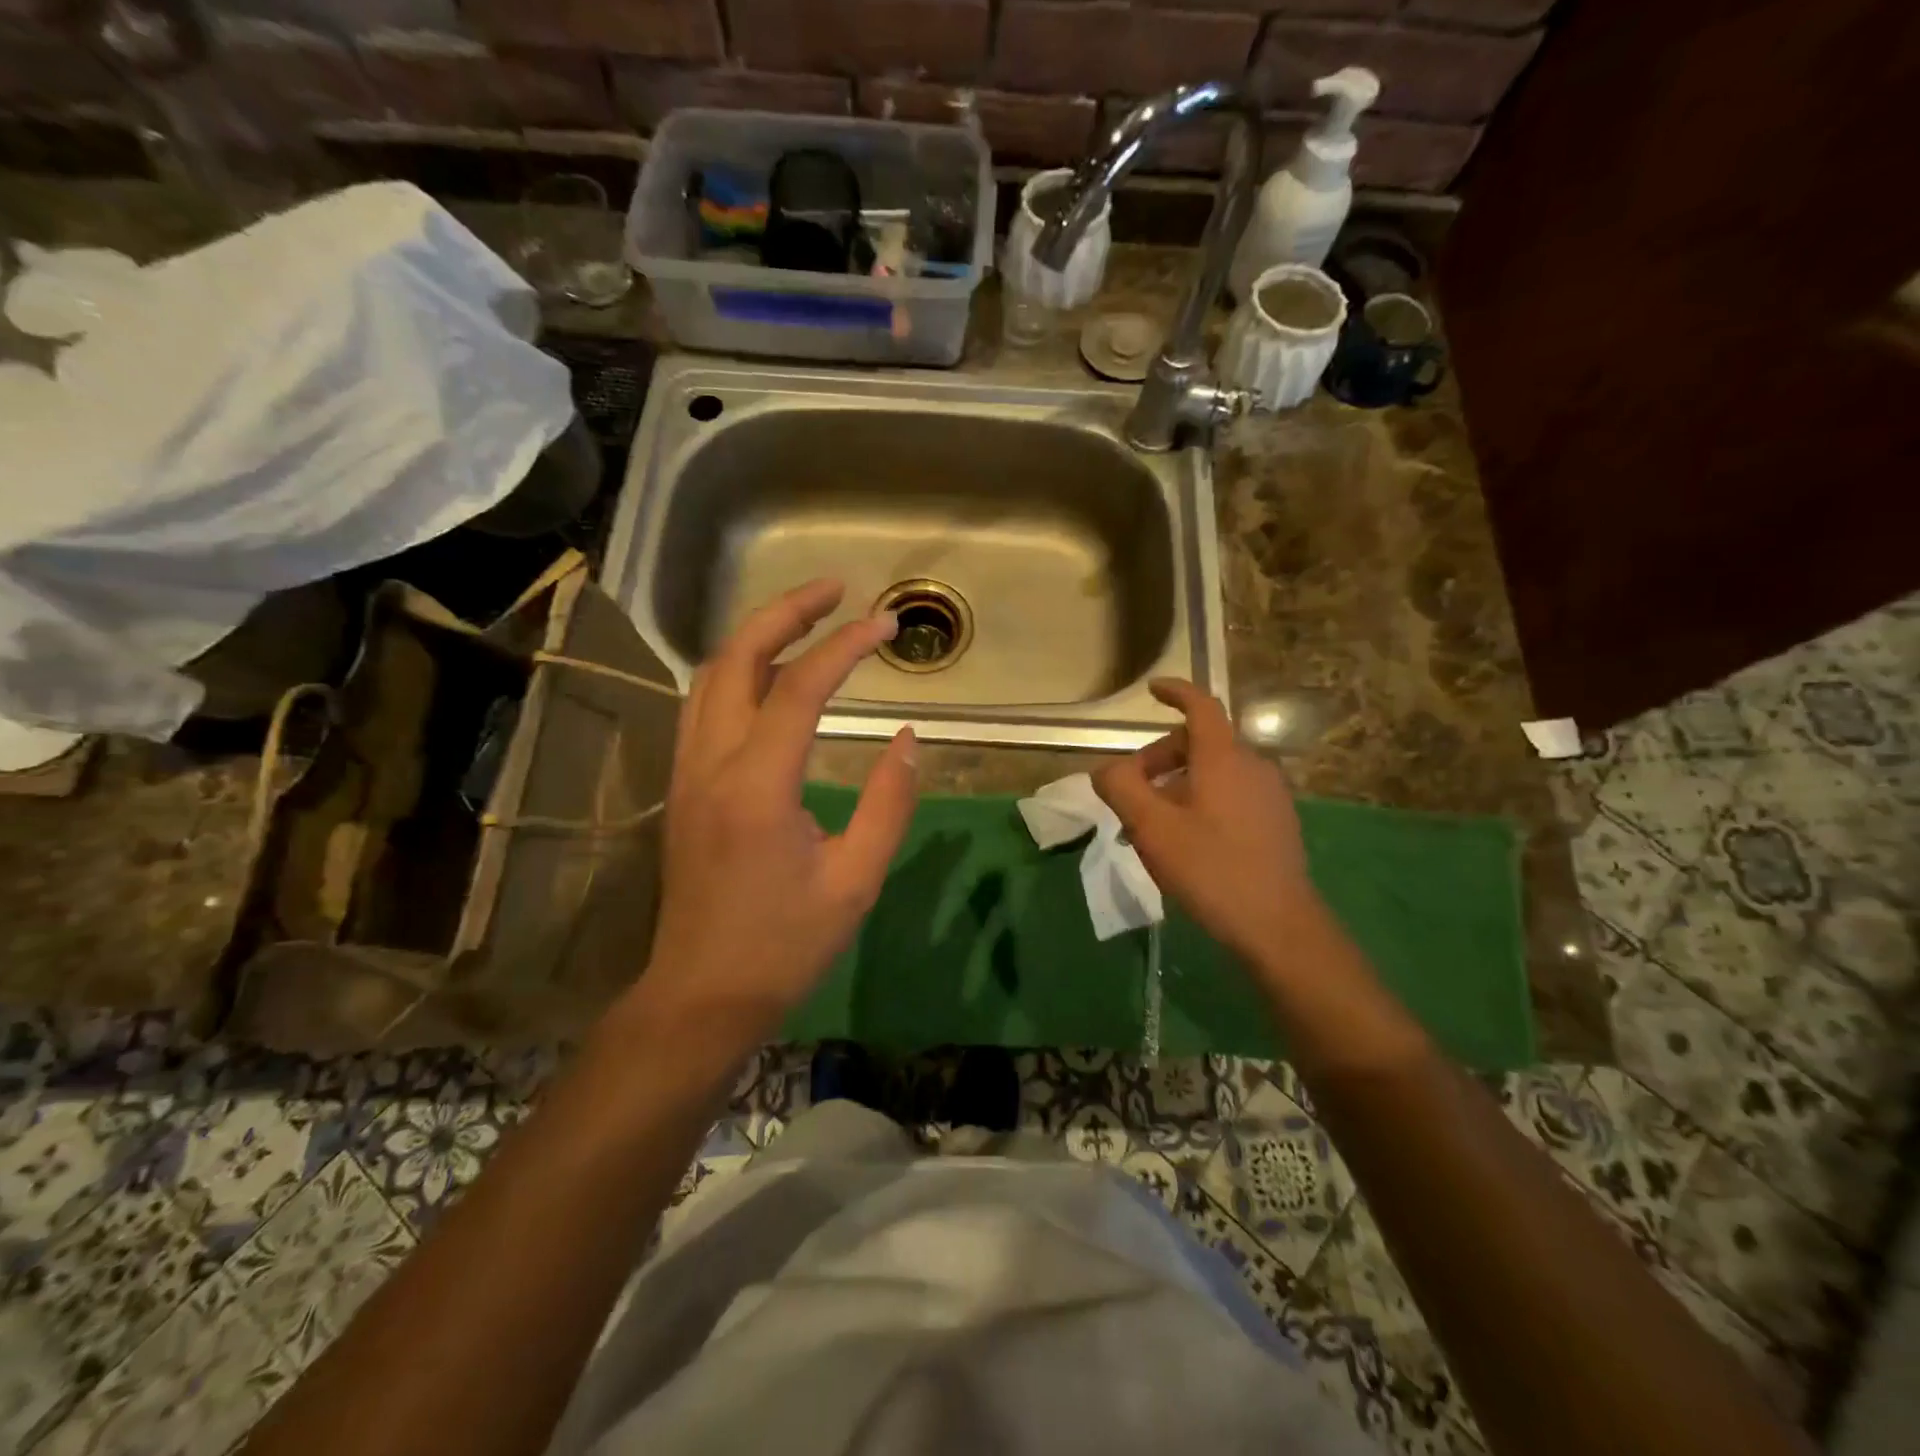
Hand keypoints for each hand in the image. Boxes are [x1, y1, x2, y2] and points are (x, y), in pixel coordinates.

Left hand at [636, 579, 917, 1053]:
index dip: (844, 646)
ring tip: (807, 618)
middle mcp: (711, 764)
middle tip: (835, 590)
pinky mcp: (684, 787)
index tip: (886, 624)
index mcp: (757, 786)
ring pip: (710, 676)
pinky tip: (770, 675)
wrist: (702, 994)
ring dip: (757, 636)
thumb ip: (888, 802)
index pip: (799, 688)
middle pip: (736, 658)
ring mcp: (688, 773)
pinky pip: (704, 706)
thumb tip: (907, 739)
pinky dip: (738, 671)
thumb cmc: (785, 944)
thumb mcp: (857, 879)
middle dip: (786, 611)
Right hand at [1094, 679, 1326, 976]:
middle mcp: (1252, 766)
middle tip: (1132, 795)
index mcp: (1224, 758)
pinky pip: (1230, 795)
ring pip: (1214, 772)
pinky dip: (1200, 802)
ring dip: (1177, 785)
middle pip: (1200, 743)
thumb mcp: (1151, 828)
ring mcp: (1269, 795)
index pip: (1201, 707)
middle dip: (1160, 758)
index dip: (1176, 693)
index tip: (1151, 690)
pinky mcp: (1276, 822)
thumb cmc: (1210, 868)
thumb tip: (1106, 770)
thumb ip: (1121, 788)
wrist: (1278, 926)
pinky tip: (1185, 842)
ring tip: (1152, 826)